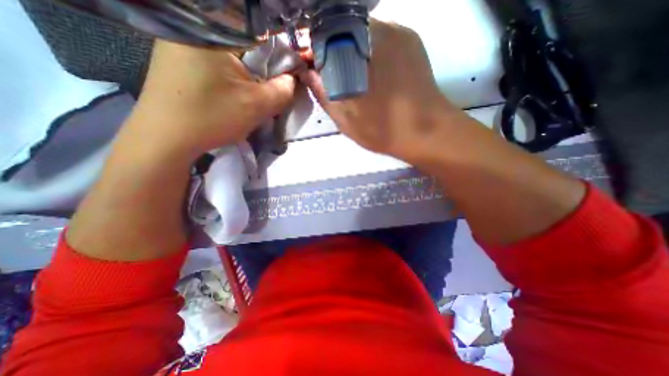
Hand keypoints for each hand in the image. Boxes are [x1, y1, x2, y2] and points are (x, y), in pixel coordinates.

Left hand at [127, 39, 294, 159]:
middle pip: (248, 46)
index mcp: (212, 31)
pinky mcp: (181, 60)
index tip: (288, 79)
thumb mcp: (256, 105)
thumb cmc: (212, 117)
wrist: (166, 139)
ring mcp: (183, 43)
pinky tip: (234, 96)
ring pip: (235, 58)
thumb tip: (292, 81)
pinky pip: (219, 65)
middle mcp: (194, 29)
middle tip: (271, 92)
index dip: (282, 58)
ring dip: (250, 77)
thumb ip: (282, 90)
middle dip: (265, 71)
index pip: (263, 36)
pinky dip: (234, 79)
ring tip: (252, 98)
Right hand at [302, 21, 462, 160]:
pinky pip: (380, 38)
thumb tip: (308, 72)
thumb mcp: (345, 117)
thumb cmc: (383, 129)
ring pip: (362, 32)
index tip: (310, 68)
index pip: (324, 33)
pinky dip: (367, 51)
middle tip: (329, 75)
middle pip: (344, 28)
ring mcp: (401, 32)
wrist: (426, 132)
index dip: (313, 49)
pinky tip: (368, 73)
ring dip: (349, 50)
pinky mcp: (412, 42)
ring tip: (348, 77)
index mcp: (361, 48)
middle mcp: (382, 28)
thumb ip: (323, 92)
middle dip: (330, 49)